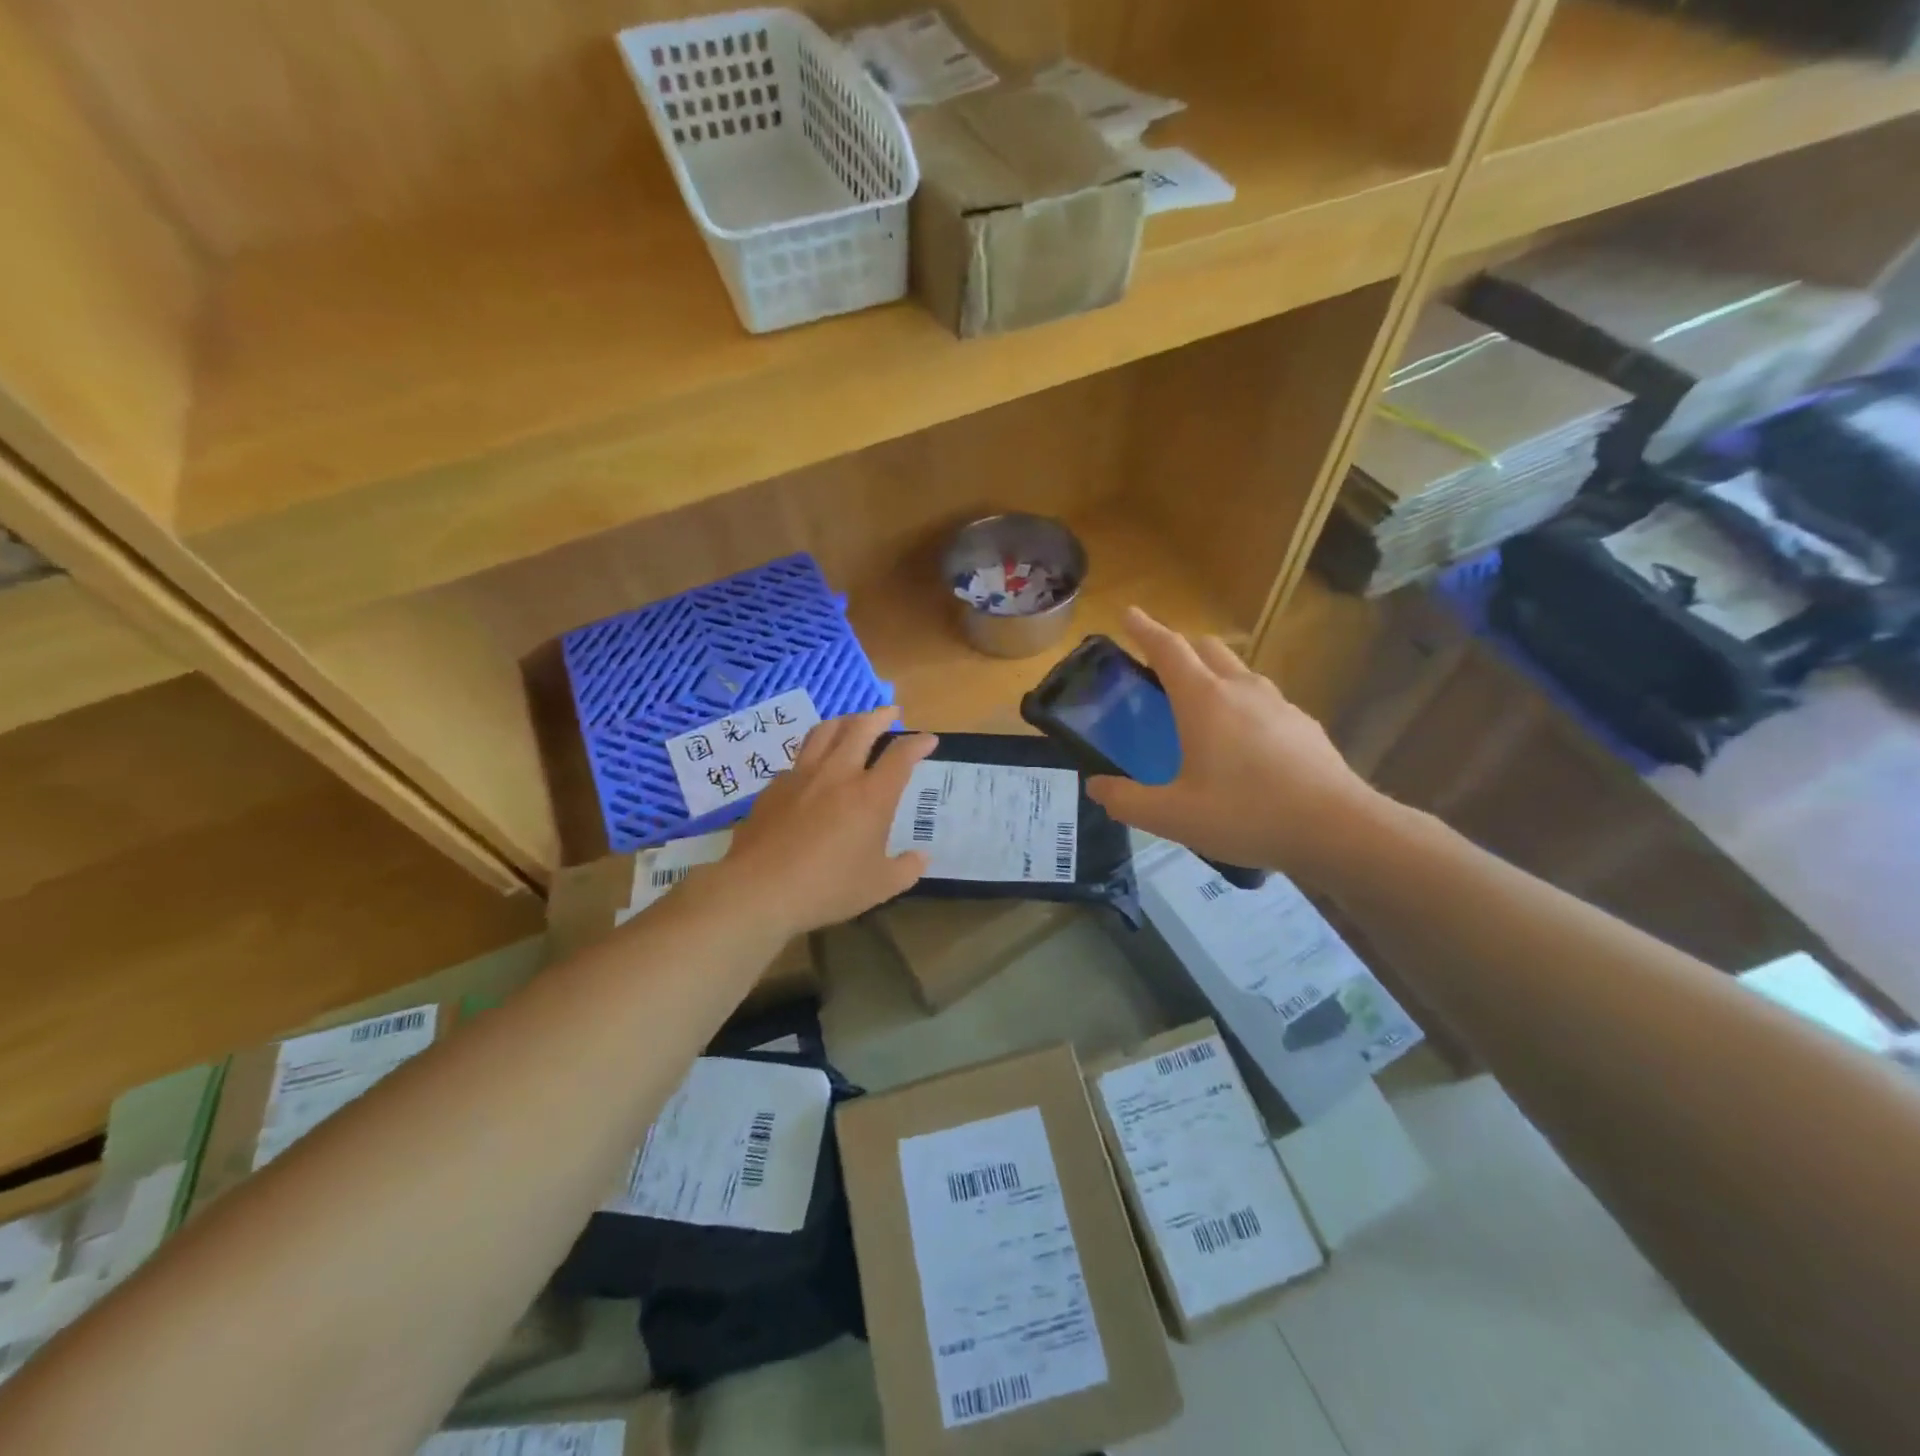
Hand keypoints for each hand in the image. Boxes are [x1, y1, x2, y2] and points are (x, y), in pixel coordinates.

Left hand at [723, 709, 936, 933]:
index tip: (928, 739)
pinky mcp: (774, 786)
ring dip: (845, 721)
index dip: (918, 743)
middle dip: (880, 716)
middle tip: (891, 713)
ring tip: (852, 722)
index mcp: (871, 795)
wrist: (759, 889)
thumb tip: (921, 857)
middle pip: (861, 728)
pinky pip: (799, 758)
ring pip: (825, 731)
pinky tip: (814, 766)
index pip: (901, 756)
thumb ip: (905, 869)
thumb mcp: (879, 887)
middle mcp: (838, 774)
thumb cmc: (827, 888)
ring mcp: (802, 776)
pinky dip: (814, 753)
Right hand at [1086, 607, 1382, 880]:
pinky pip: (1264, 699)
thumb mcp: (1173, 816)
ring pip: (1239, 671)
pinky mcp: (1303, 725)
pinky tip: (1245, 740)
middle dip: (1180, 647)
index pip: (1168, 649)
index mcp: (1204, 700)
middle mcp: (1241, 690)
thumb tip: (1096, 787)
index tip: (1128, 613)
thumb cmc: (1247, 814)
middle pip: (1207, 649)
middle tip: (1160, 666)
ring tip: (1201, 703)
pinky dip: (1243, 703)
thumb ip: (1127, 801)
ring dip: (1214, 673)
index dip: (1145, 629)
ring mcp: (1279, 704)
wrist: (1338, 828)